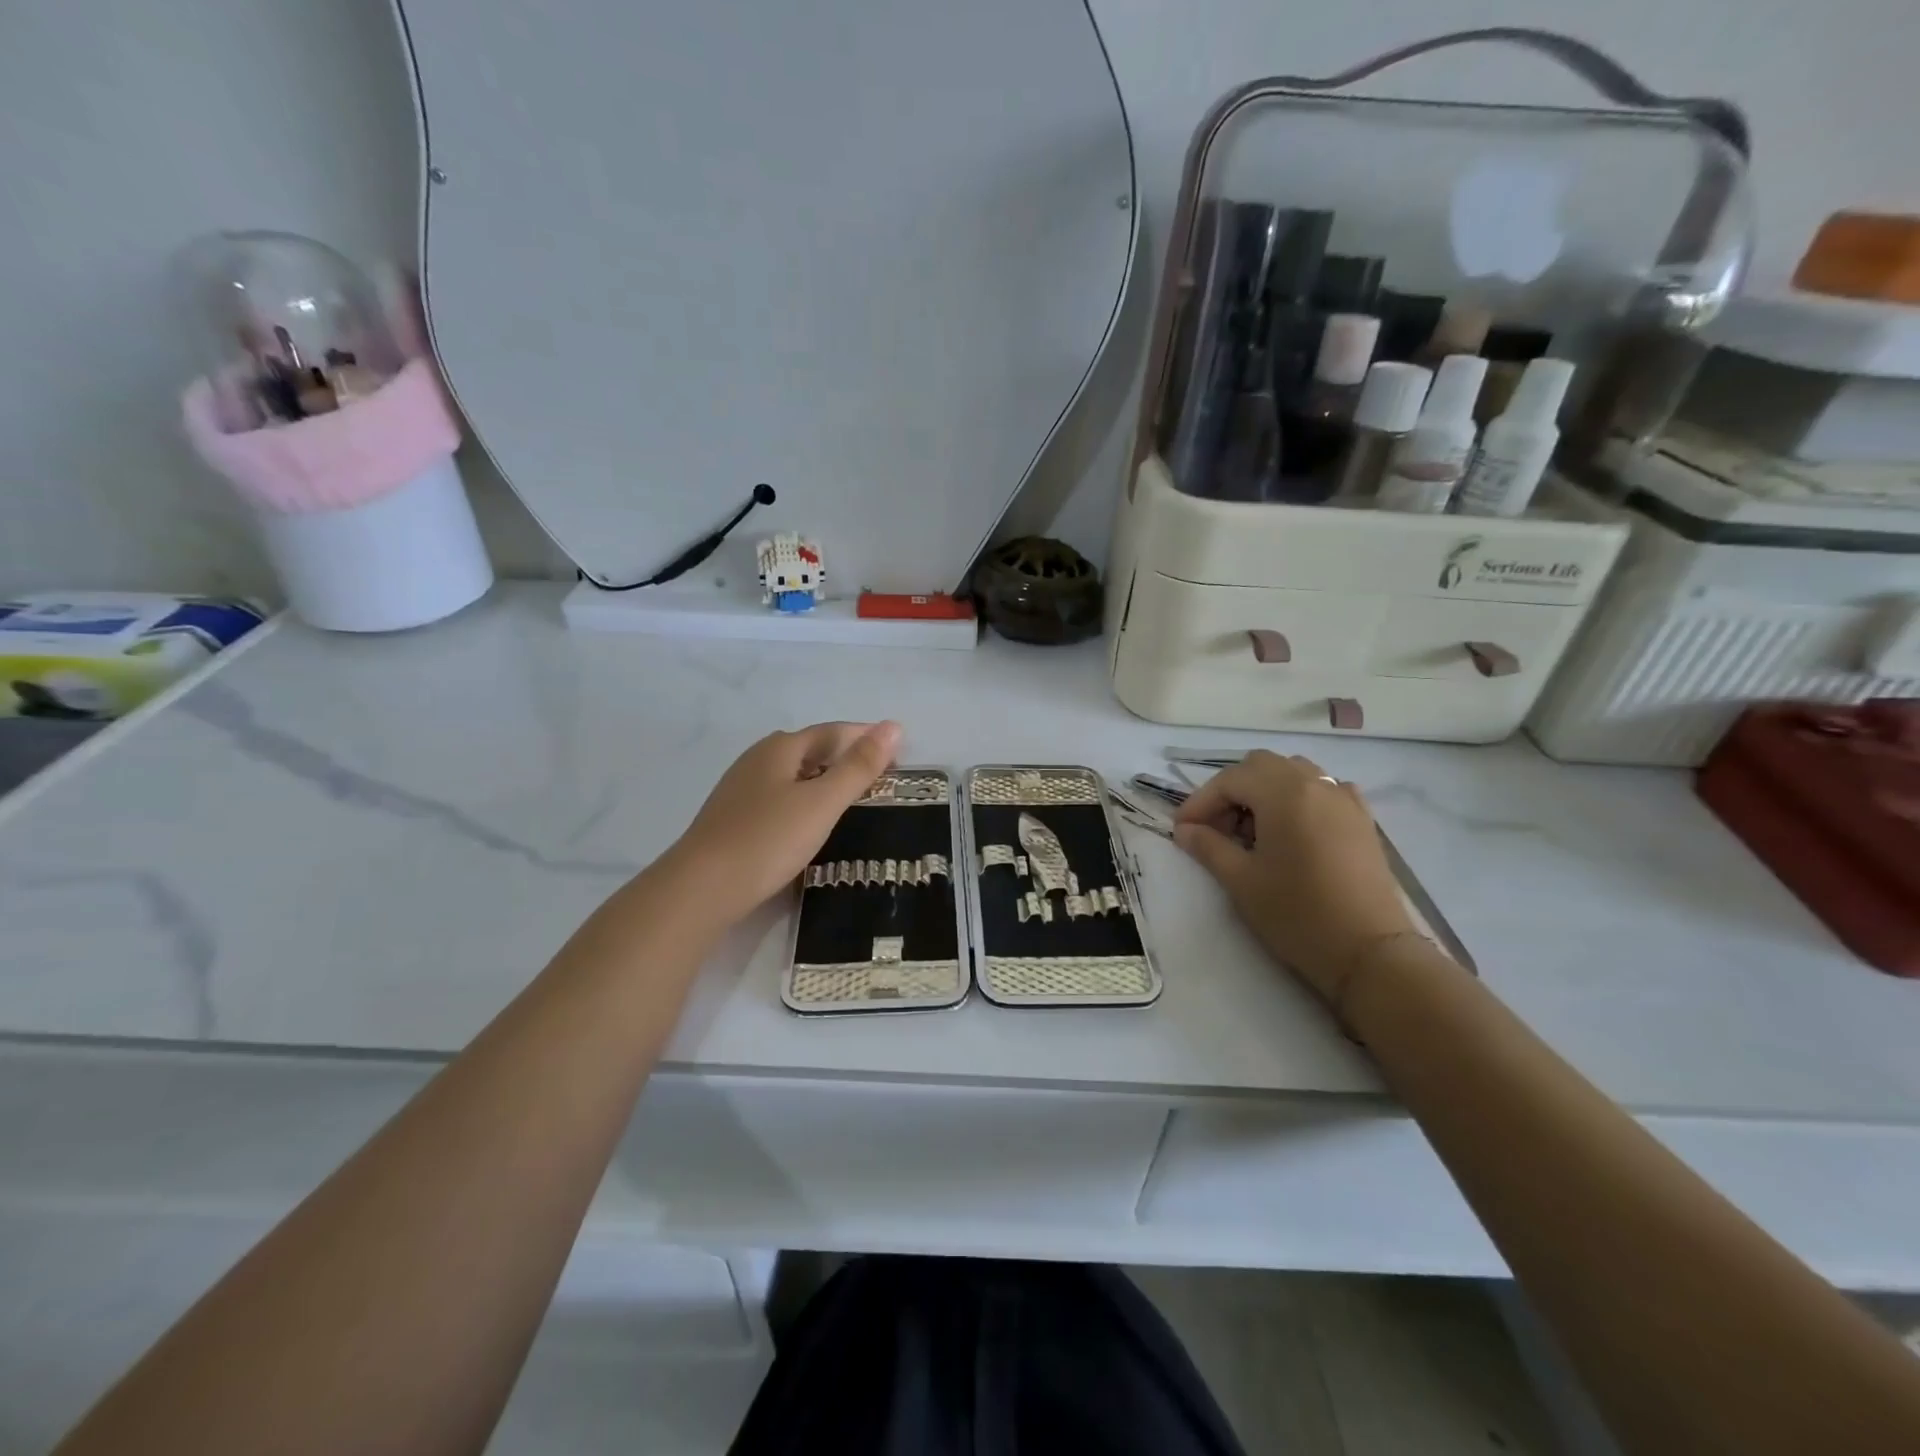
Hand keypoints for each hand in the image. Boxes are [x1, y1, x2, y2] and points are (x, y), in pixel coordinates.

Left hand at [665, 721, 901, 922]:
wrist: (702, 888)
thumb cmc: (768, 839)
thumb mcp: (822, 802)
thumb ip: (858, 767)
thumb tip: (893, 727)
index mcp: (780, 748)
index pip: (832, 732)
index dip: (865, 737)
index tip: (897, 751)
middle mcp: (757, 760)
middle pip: (809, 748)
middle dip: (845, 755)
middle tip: (878, 775)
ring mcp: (741, 789)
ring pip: (792, 774)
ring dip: (823, 778)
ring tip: (851, 797)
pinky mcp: (733, 818)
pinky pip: (779, 797)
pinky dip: (804, 800)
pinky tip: (810, 821)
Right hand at [1173, 751, 1414, 1001]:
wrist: (1369, 953)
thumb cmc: (1297, 914)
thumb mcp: (1241, 881)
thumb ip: (1209, 847)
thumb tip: (1185, 830)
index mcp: (1283, 794)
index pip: (1230, 780)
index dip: (1200, 801)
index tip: (1181, 830)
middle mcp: (1315, 784)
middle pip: (1261, 766)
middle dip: (1231, 791)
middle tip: (1215, 828)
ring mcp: (1344, 799)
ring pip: (1293, 773)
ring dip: (1264, 792)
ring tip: (1251, 831)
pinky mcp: (1362, 820)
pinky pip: (1322, 790)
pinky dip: (1298, 799)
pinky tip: (1292, 830)